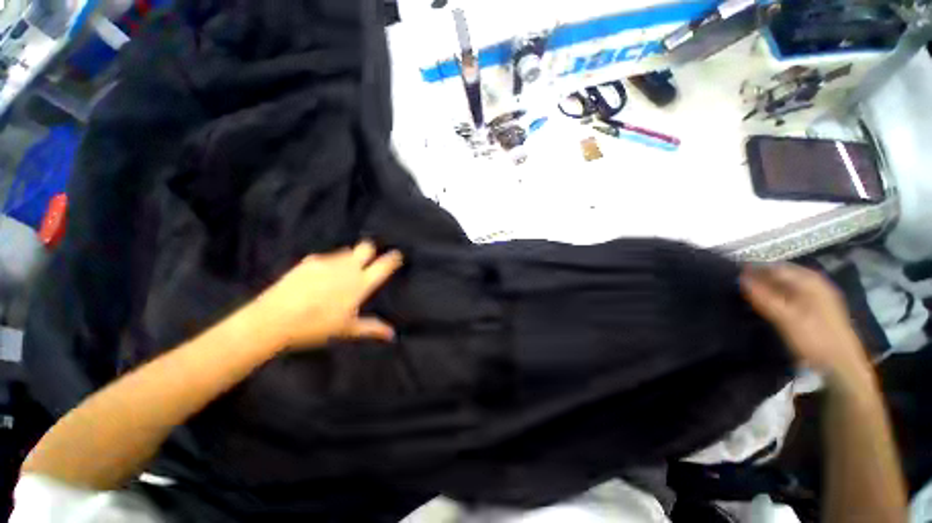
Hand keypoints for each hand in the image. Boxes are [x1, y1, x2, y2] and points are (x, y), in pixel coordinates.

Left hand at [249, 241, 402, 349]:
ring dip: (350, 259)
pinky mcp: (310, 261)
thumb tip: (392, 334)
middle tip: (368, 261)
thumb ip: (372, 328)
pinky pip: (327, 257)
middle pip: (366, 247)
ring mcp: (328, 261)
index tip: (397, 256)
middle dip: (370, 250)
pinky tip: (320, 278)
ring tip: (341, 274)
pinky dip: (330, 264)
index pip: (384, 265)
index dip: (393, 258)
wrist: (273, 319)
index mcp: (361, 283)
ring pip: (346, 251)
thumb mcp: (348, 329)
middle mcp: (348, 267)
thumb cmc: (316, 327)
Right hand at [740, 263, 870, 382]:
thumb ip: (763, 297)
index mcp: (809, 281)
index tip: (733, 275)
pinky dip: (778, 296)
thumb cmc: (814, 339)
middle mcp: (815, 283)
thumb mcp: (786, 318)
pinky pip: (793, 295)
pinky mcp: (819, 309)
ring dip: (769, 287)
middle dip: (760, 277)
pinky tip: (770, 305)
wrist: (841, 365)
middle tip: (738, 286)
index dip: (753, 269)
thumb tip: (740, 278)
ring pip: (787, 285)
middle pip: (782, 274)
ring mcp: (819, 296)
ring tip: (750, 295)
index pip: (775, 267)